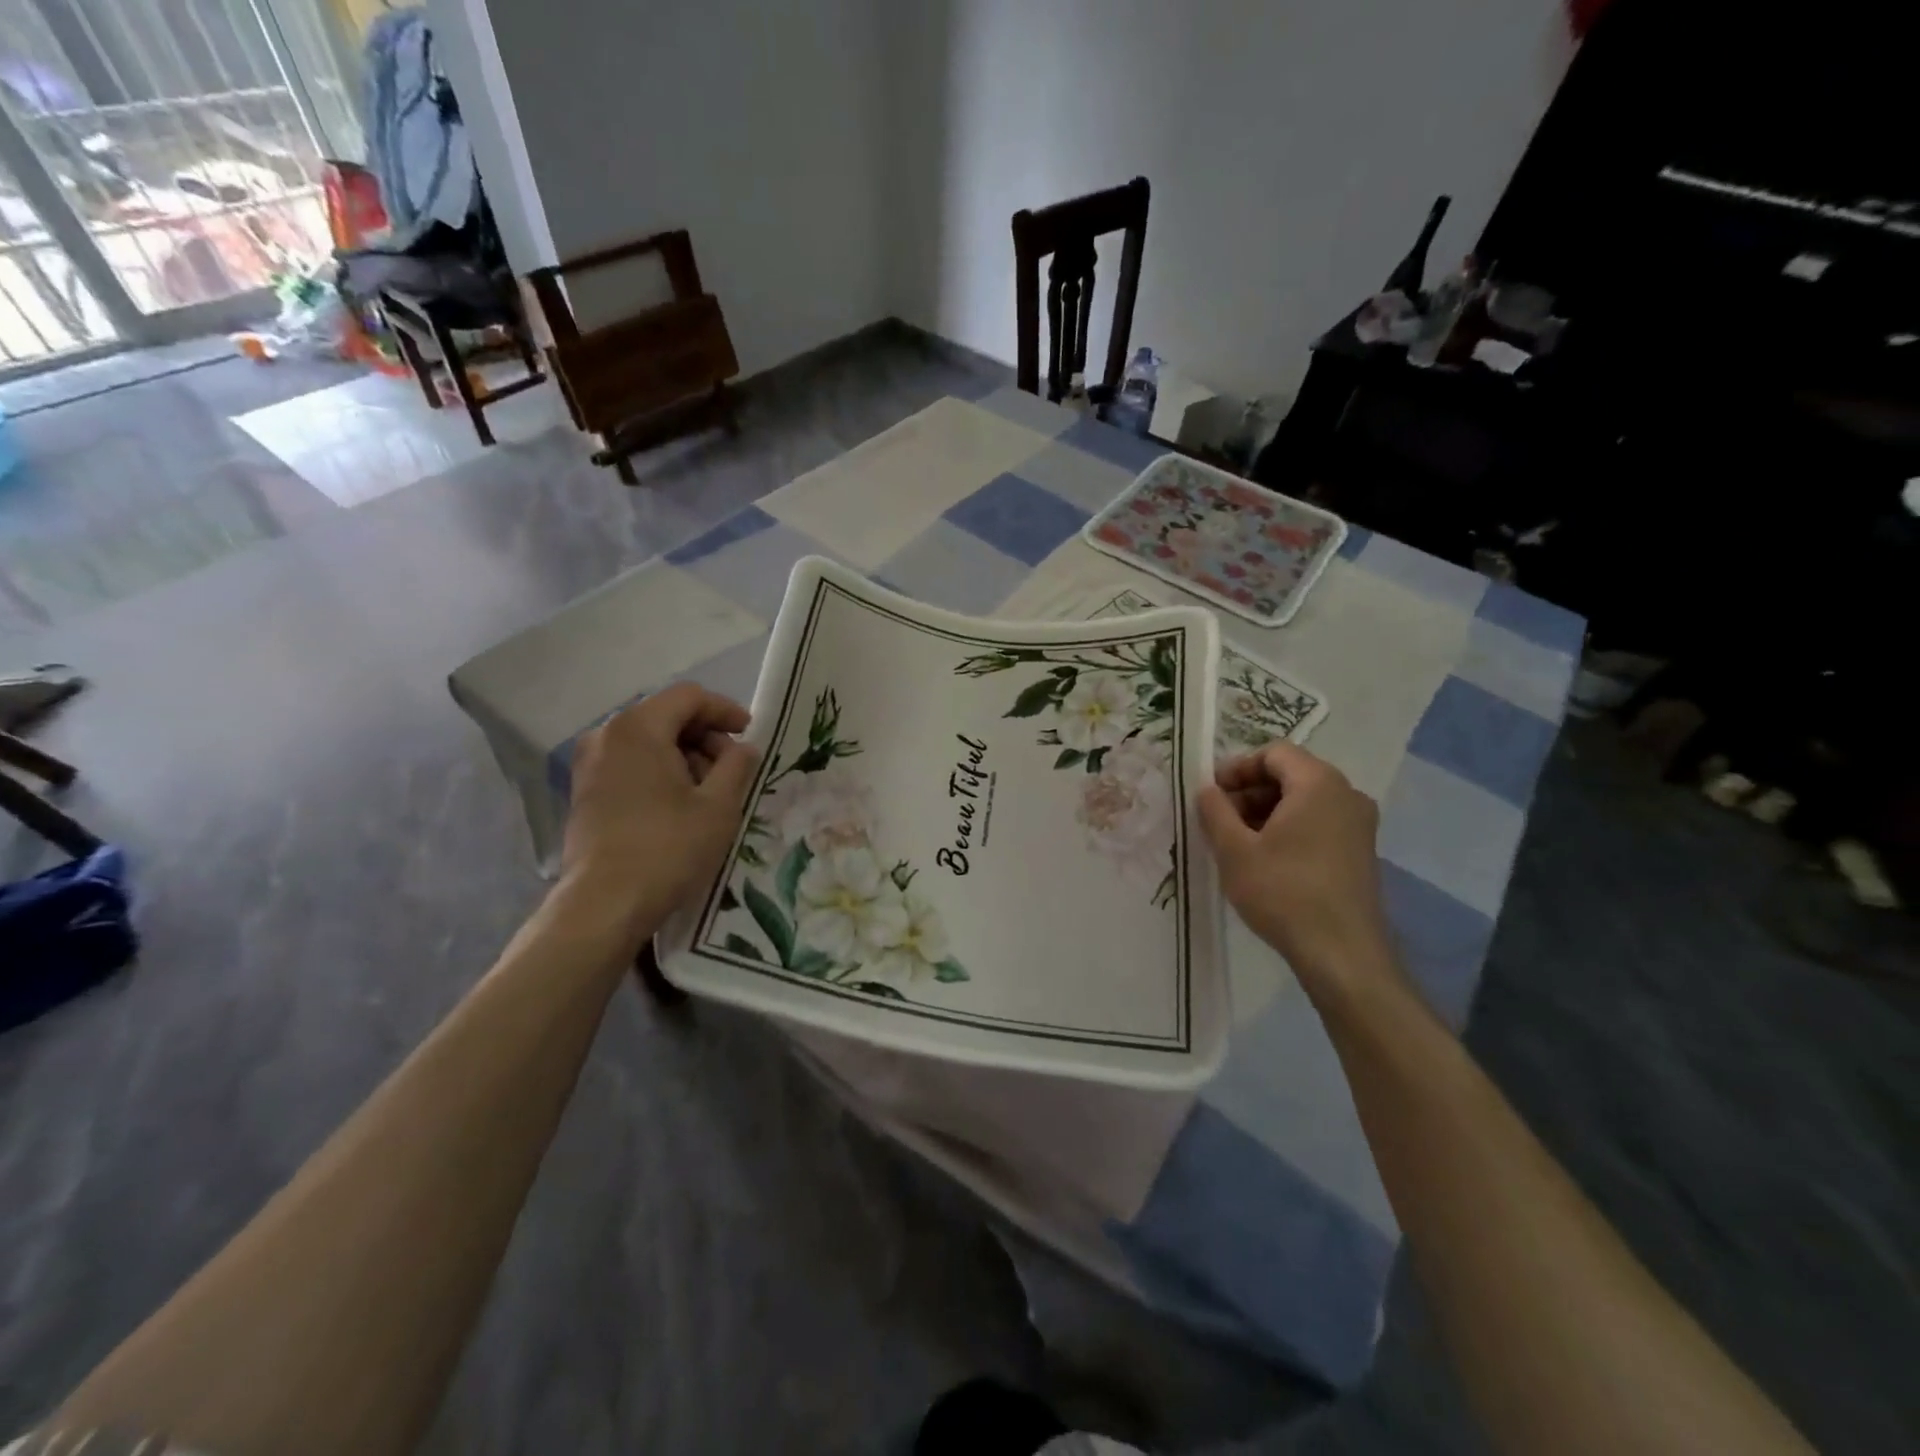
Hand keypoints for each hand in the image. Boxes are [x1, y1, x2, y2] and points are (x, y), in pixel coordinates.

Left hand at [560, 683, 758, 935]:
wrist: (603, 905)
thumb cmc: (667, 848)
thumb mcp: (719, 805)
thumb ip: (737, 765)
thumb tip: (743, 748)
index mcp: (638, 727)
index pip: (689, 697)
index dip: (725, 710)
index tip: (750, 734)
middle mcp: (606, 735)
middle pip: (666, 716)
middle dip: (705, 736)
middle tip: (733, 769)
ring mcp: (590, 764)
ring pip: (648, 741)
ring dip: (684, 756)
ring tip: (710, 791)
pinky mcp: (585, 792)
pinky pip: (630, 764)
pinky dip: (660, 772)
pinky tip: (680, 804)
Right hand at [1198, 742, 1398, 997]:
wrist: (1342, 953)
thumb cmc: (1283, 892)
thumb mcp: (1233, 850)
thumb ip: (1214, 810)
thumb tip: (1207, 789)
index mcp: (1318, 783)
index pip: (1274, 752)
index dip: (1238, 768)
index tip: (1213, 796)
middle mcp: (1347, 794)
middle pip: (1290, 773)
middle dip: (1250, 792)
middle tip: (1221, 821)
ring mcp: (1359, 824)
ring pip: (1304, 800)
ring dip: (1267, 812)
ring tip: (1239, 844)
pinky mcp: (1361, 851)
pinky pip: (1319, 822)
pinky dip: (1290, 829)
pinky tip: (1267, 860)